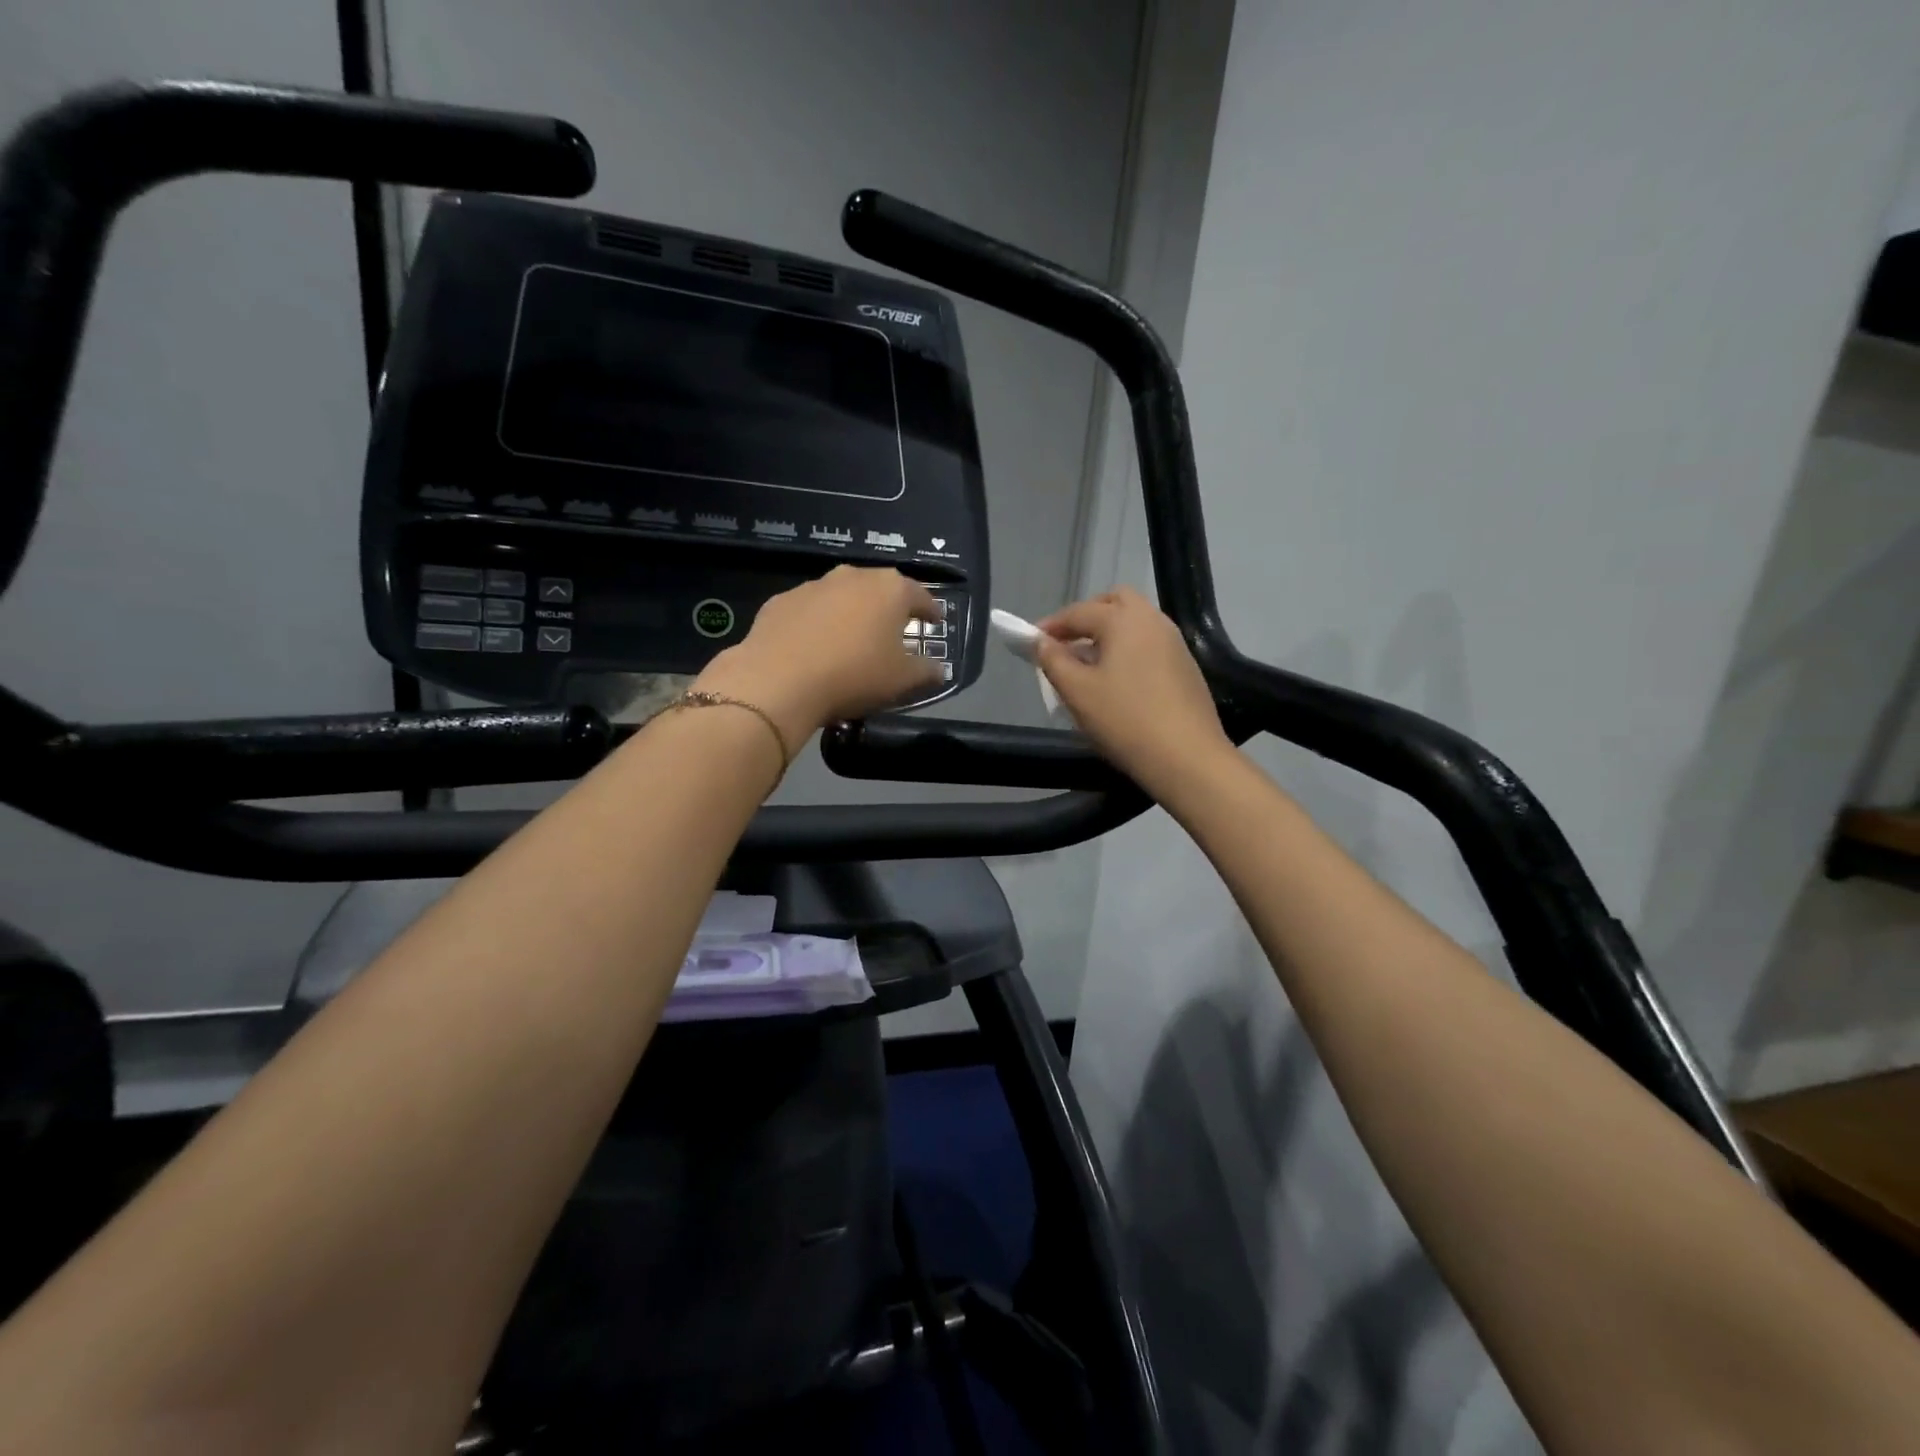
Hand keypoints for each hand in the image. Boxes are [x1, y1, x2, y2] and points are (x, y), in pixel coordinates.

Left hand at [692, 566, 943, 749]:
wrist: (778, 681)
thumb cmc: (854, 675)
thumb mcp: (902, 680)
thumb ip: (926, 671)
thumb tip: (940, 669)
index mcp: (890, 589)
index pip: (921, 596)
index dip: (930, 610)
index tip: (935, 621)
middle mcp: (853, 576)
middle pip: (880, 590)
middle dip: (889, 608)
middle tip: (894, 630)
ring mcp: (813, 586)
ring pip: (842, 596)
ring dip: (851, 613)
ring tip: (852, 640)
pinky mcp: (781, 601)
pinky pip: (810, 611)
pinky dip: (818, 623)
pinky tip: (815, 646)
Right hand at [1035, 587, 1230, 792]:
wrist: (1188, 758)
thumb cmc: (1125, 721)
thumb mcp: (1077, 692)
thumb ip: (1054, 661)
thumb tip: (1042, 642)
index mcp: (1124, 620)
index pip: (1079, 612)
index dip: (1051, 626)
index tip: (1030, 643)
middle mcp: (1153, 620)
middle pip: (1114, 602)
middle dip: (1086, 617)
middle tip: (1065, 644)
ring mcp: (1174, 643)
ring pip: (1135, 623)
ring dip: (1108, 635)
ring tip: (1087, 666)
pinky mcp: (1186, 667)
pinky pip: (1149, 645)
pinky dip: (1128, 650)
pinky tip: (1117, 682)